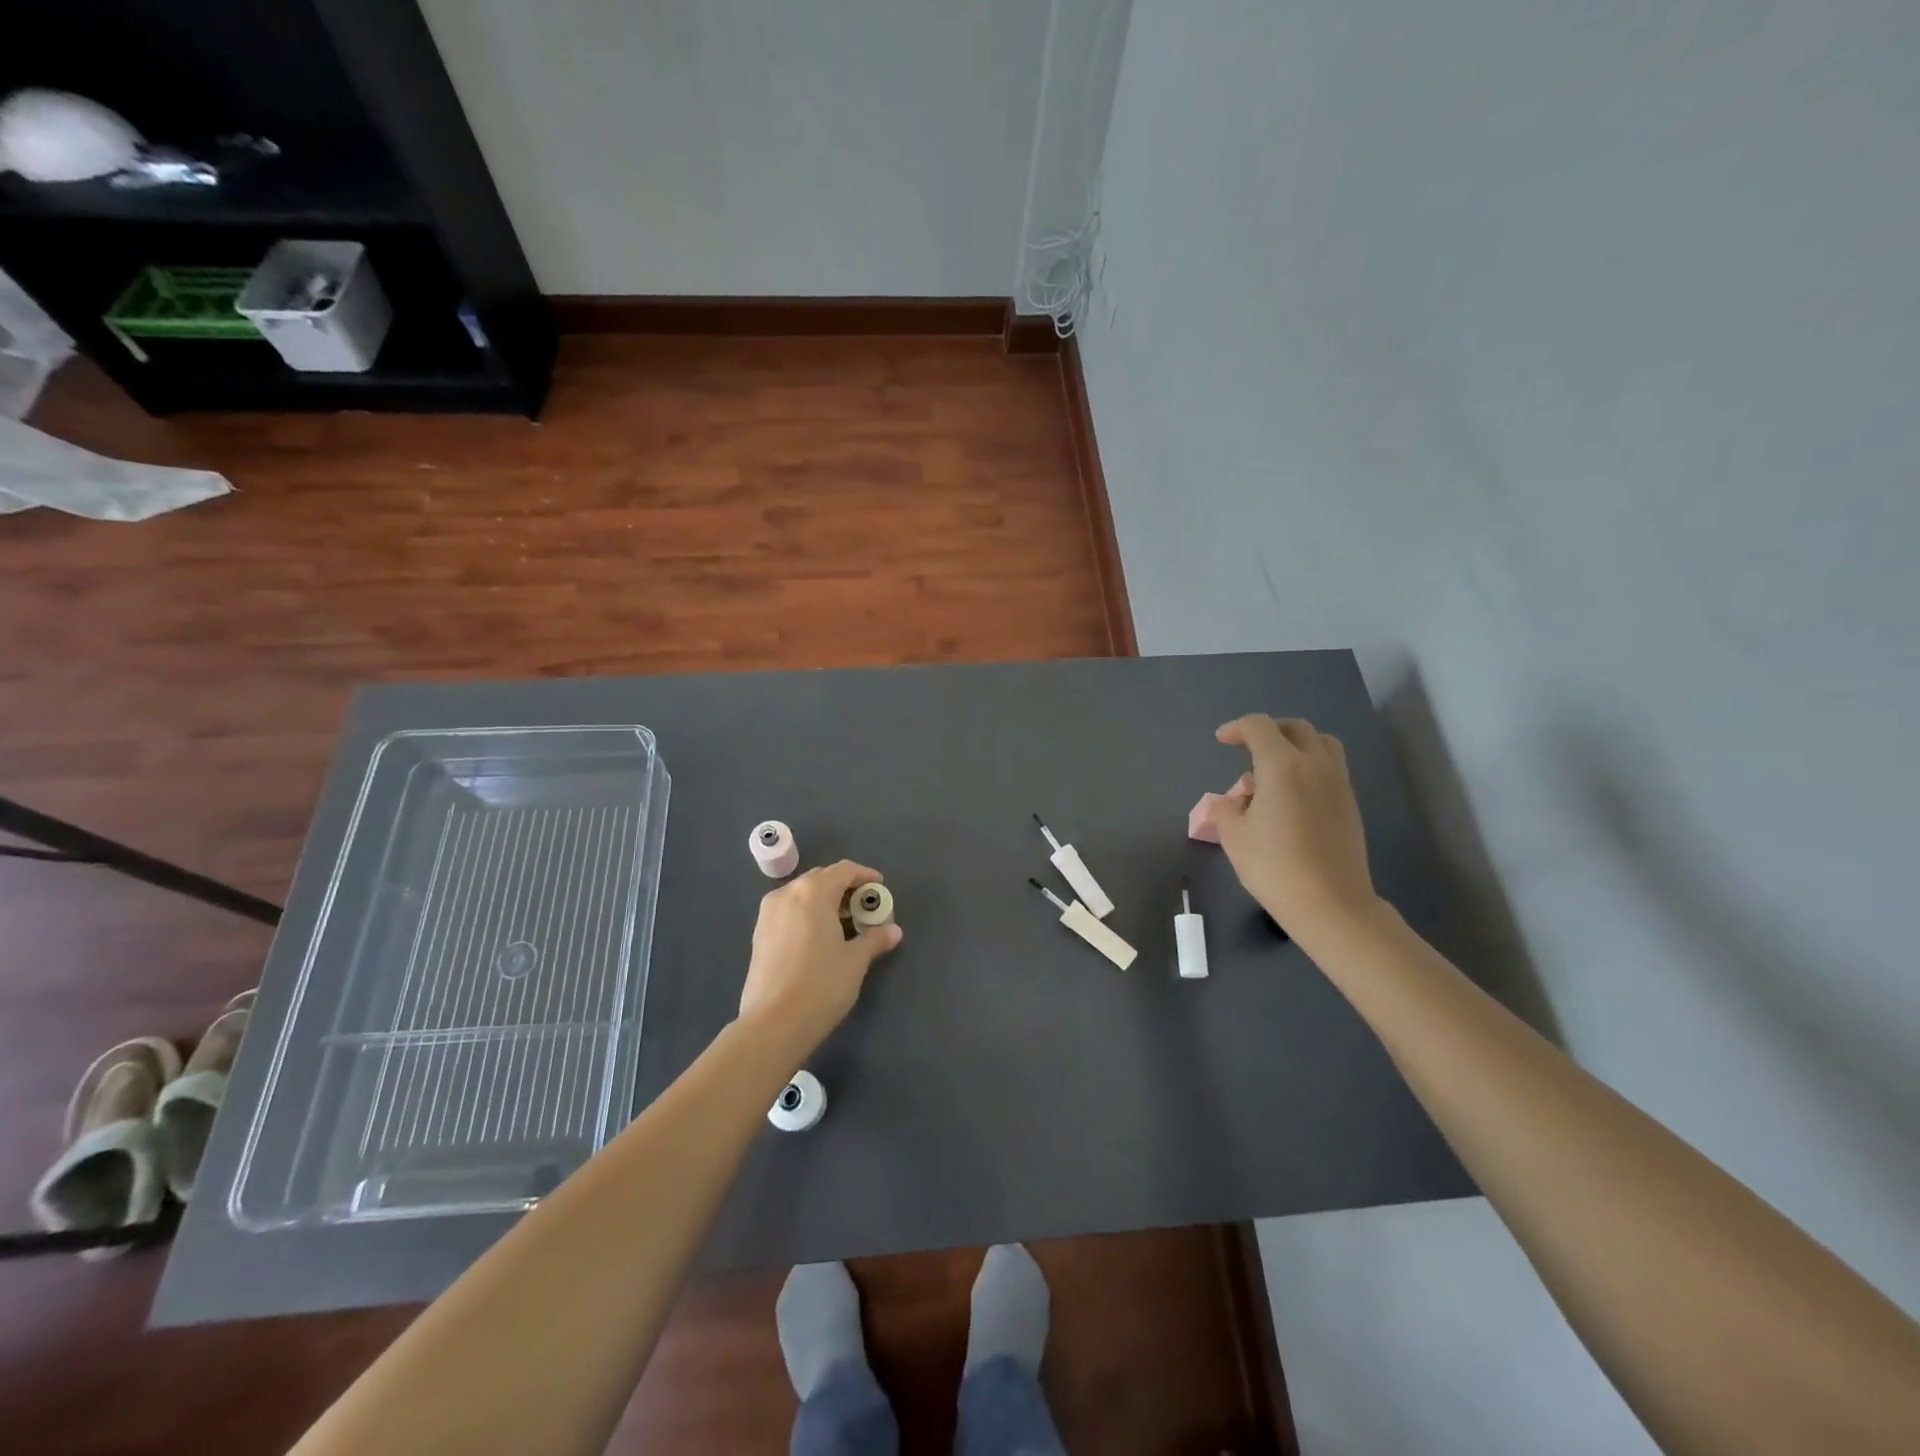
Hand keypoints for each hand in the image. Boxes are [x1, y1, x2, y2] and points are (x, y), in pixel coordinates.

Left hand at [738, 860, 902, 1053]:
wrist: (772, 1024)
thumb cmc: (821, 984)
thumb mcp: (855, 961)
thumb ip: (874, 939)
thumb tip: (893, 931)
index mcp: (812, 891)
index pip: (844, 870)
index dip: (865, 876)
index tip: (880, 889)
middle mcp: (787, 894)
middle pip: (821, 879)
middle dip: (845, 889)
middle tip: (864, 909)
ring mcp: (768, 914)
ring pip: (802, 895)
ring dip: (825, 902)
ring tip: (845, 925)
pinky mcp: (758, 935)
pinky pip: (789, 912)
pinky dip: (807, 915)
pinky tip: (820, 939)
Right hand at [1210, 715, 1380, 942]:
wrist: (1330, 903)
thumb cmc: (1274, 866)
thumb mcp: (1233, 836)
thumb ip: (1225, 808)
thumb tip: (1230, 800)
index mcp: (1282, 765)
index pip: (1259, 727)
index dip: (1237, 728)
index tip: (1222, 740)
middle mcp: (1315, 764)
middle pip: (1295, 727)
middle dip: (1268, 730)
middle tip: (1248, 749)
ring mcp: (1338, 783)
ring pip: (1321, 743)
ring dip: (1295, 744)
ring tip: (1275, 769)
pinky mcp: (1349, 804)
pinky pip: (1330, 767)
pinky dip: (1309, 766)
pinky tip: (1292, 796)